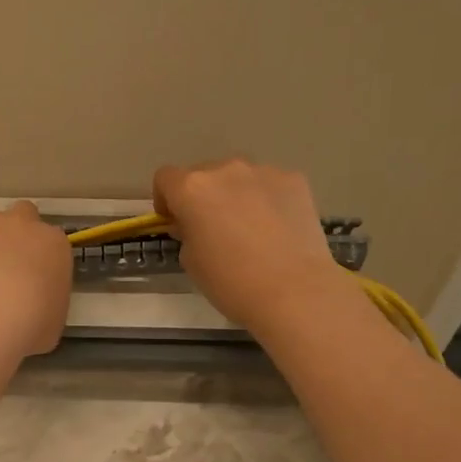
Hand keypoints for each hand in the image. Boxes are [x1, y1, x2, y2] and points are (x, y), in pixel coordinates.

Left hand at [0, 201, 73, 357]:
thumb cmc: (32, 322)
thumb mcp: (51, 322)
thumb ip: (45, 307)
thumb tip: (32, 314)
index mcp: (54, 246)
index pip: (51, 243)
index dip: (39, 259)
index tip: (31, 279)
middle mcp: (24, 225)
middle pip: (22, 215)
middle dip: (13, 233)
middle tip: (2, 263)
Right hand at [153, 159, 363, 331]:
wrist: (294, 291)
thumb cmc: (231, 281)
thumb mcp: (191, 261)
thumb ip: (187, 232)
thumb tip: (196, 224)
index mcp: (192, 189)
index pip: (165, 178)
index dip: (166, 199)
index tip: (175, 222)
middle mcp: (225, 170)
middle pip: (203, 174)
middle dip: (202, 196)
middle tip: (213, 227)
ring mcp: (263, 171)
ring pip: (238, 177)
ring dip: (235, 194)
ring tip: (250, 227)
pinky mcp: (295, 180)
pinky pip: (270, 184)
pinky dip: (267, 199)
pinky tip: (278, 228)